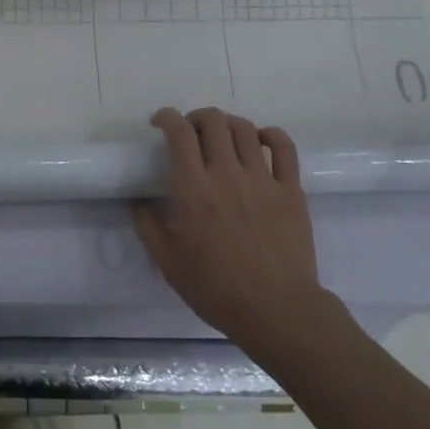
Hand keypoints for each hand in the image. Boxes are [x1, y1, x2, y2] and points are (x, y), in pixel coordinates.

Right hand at [132, 107, 331, 352]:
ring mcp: (263, 180)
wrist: (277, 311)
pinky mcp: (291, 190)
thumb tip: (137, 201)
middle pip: (213, 122)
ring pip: (245, 129)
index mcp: (194, 190)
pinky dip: (270, 135)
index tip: (160, 123)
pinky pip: (284, 148)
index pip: (179, 133)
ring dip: (228, 124)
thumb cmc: (217, 290)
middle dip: (196, 118)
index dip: (167, 117)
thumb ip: (148, 227)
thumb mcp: (169, 264)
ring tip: (222, 137)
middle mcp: (227, 175)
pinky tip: (261, 141)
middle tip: (190, 133)